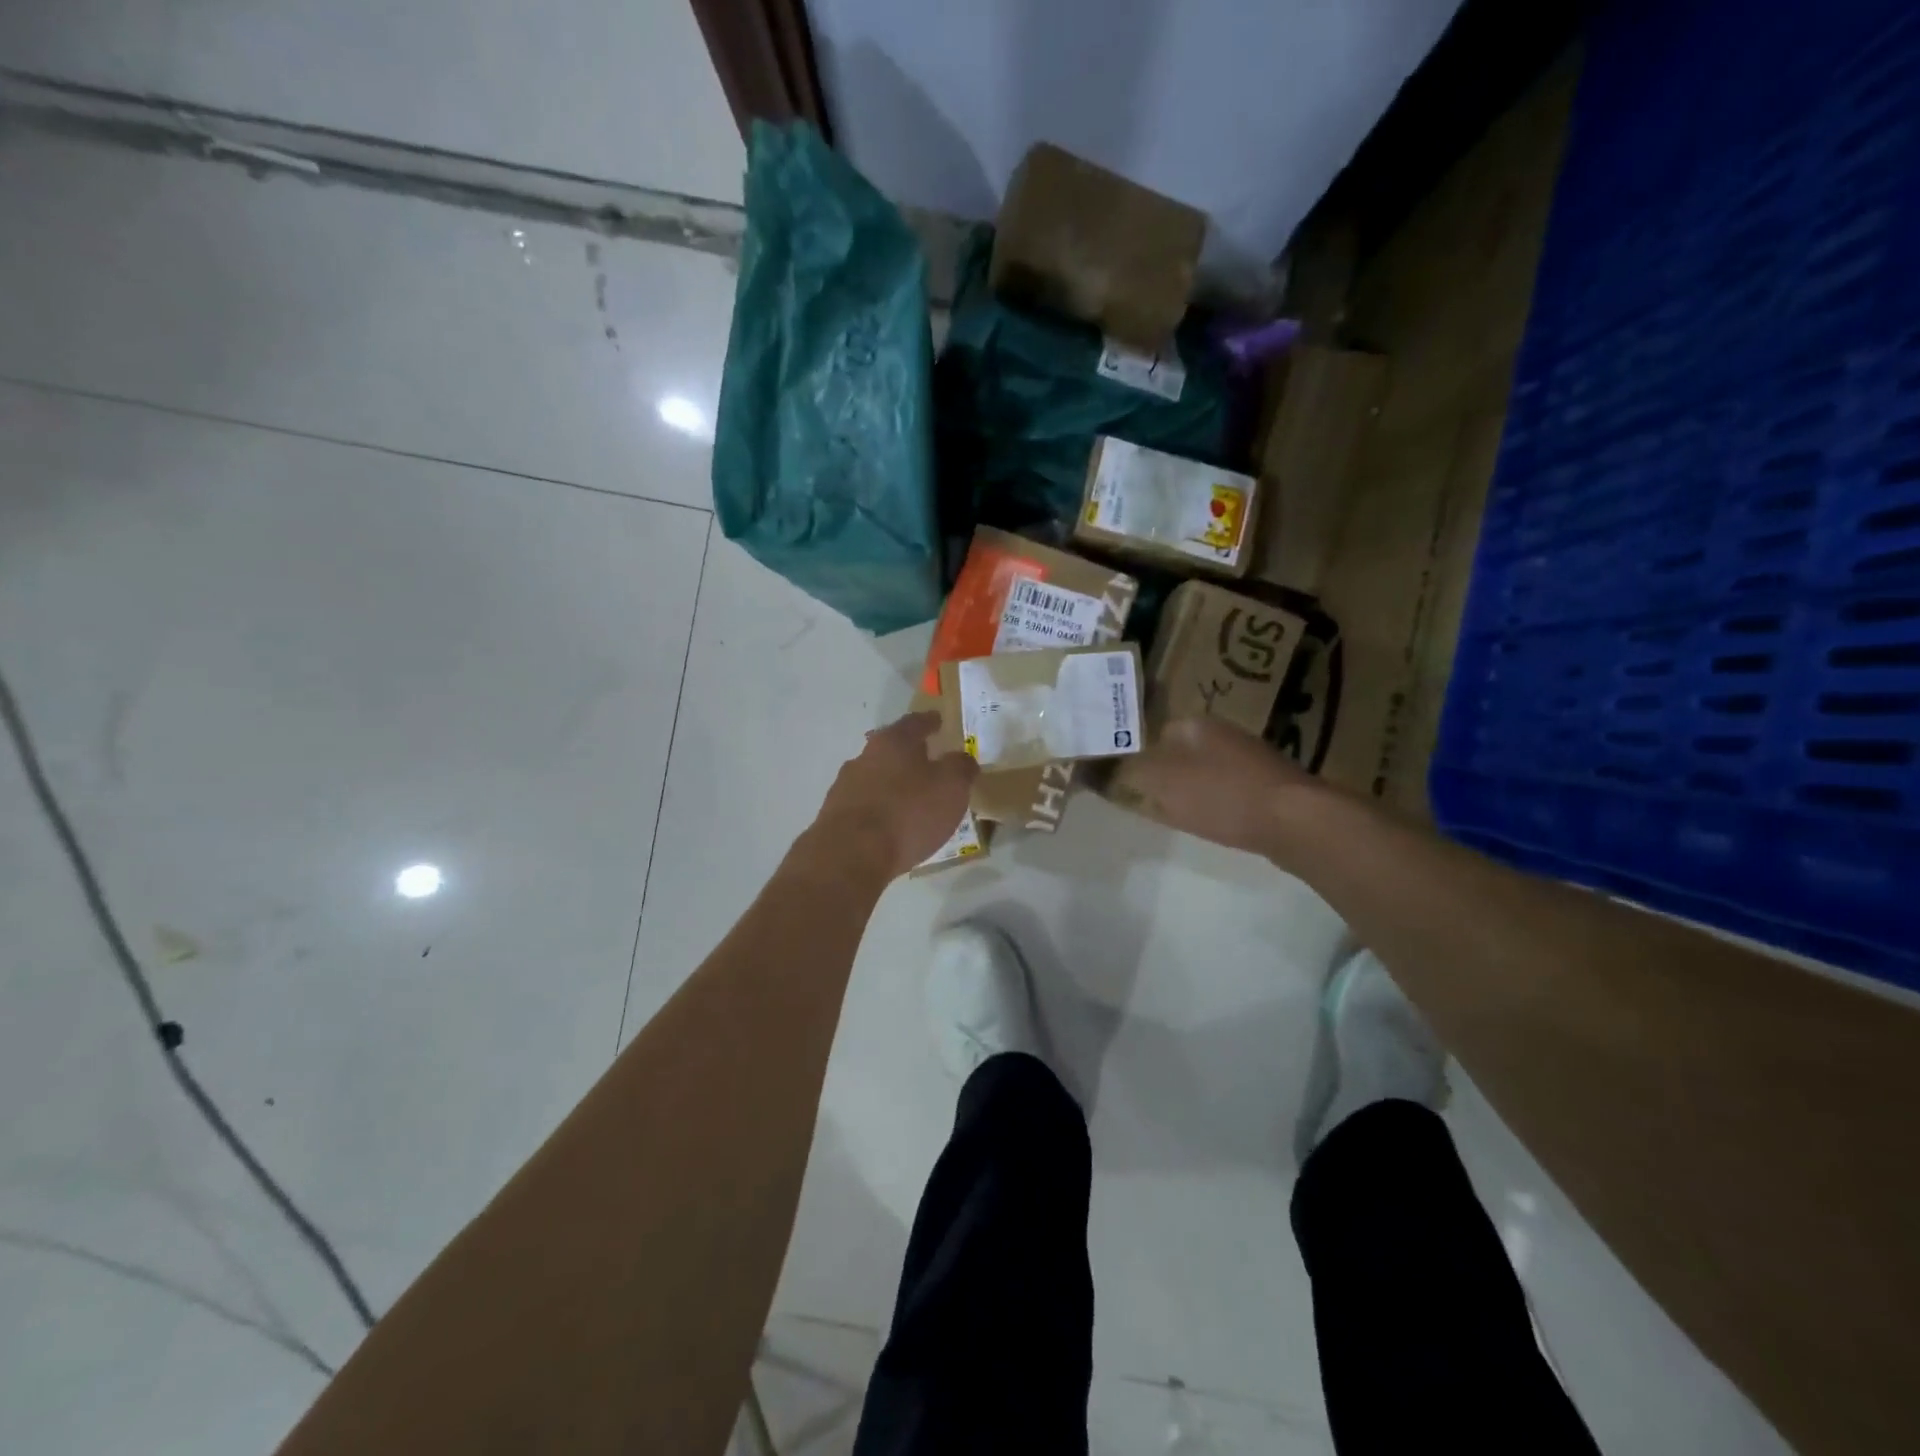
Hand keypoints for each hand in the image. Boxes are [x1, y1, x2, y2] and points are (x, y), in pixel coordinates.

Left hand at [814, 712, 979, 879]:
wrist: (850, 854)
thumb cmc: (908, 813)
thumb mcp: (951, 787)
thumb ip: (961, 768)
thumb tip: (962, 759)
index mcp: (893, 742)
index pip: (915, 722)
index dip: (930, 722)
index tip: (939, 721)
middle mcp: (864, 757)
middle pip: (891, 749)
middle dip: (909, 755)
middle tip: (929, 763)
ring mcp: (845, 786)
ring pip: (875, 777)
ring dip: (893, 785)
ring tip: (912, 800)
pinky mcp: (834, 816)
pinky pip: (865, 806)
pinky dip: (880, 810)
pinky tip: (891, 826)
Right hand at [1123, 717, 1318, 857]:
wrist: (1294, 821)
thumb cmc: (1220, 795)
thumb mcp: (1161, 783)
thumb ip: (1130, 772)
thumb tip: (1104, 765)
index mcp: (1195, 724)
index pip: (1153, 731)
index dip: (1136, 755)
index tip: (1126, 780)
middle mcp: (1223, 732)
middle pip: (1180, 751)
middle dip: (1164, 773)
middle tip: (1148, 799)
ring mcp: (1250, 757)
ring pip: (1205, 770)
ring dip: (1191, 789)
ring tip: (1176, 814)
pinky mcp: (1269, 784)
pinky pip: (1229, 789)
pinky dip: (1217, 803)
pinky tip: (1214, 822)